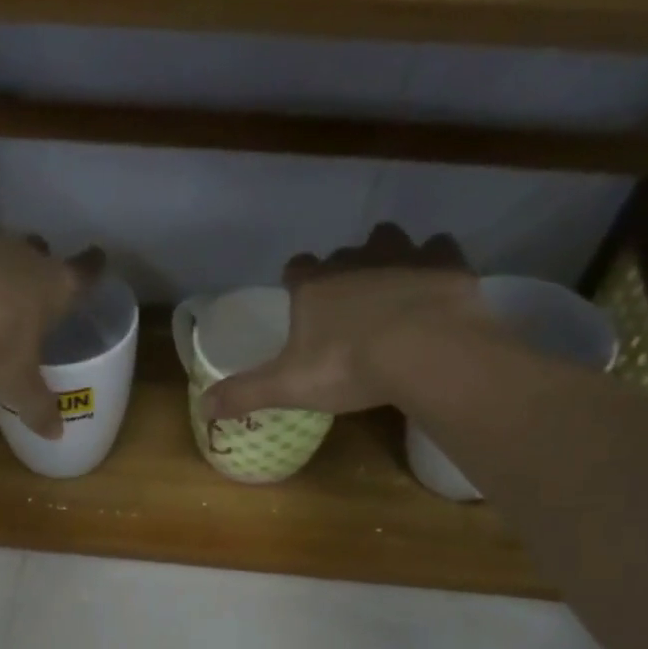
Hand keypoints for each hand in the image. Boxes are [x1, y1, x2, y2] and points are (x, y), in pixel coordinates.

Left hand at [0, 236, 103, 438]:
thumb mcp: (19, 386)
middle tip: (34, 286)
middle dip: (38, 264)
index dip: (92, 267)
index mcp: (55, 286)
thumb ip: (38, 407)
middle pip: (37, 251)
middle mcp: (22, 257)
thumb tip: (55, 434)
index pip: (84, 272)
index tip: (97, 258)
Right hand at [199, 225, 496, 421]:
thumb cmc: (348, 367)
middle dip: (342, 272)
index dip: (296, 281)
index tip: (298, 297)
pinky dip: (433, 263)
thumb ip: (245, 392)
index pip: (296, 269)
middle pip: (342, 255)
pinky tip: (433, 285)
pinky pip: (437, 249)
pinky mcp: (446, 262)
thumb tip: (202, 407)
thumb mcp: (288, 387)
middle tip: (347, 305)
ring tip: (390, 288)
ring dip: (386, 257)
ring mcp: (403, 255)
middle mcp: (354, 259)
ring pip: (389, 241)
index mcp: (314, 286)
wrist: (426, 352)